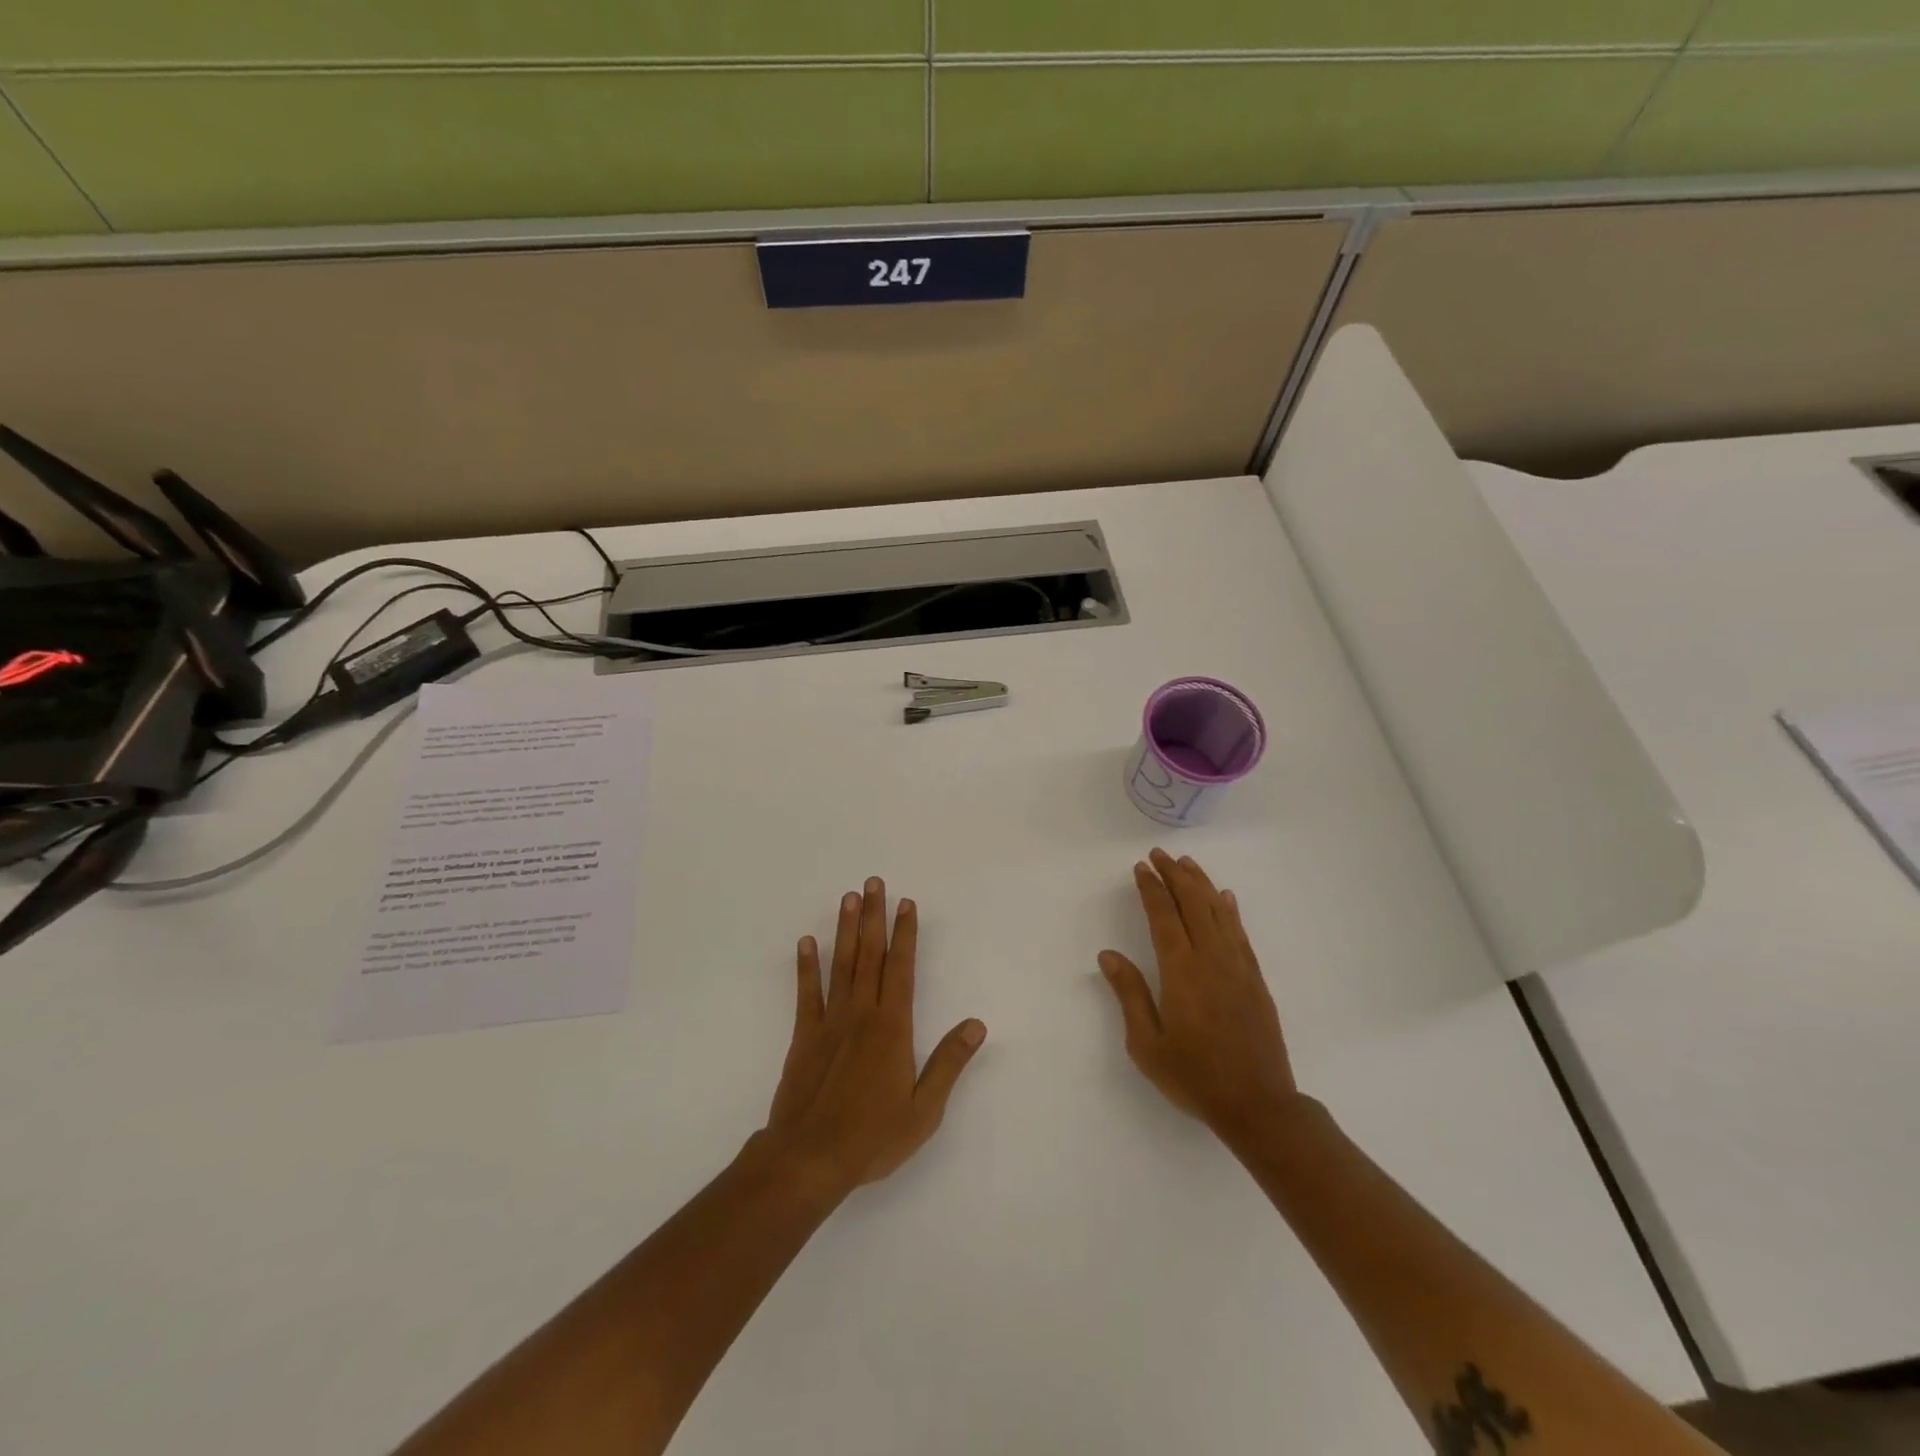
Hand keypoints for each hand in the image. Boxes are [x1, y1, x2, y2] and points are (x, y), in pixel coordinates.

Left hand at [758, 877, 986, 1197]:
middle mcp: (862, 1014)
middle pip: (870, 955)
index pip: (901, 968)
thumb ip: (948, 1063)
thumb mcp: (924, 1109)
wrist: (808, 1159)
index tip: (907, 903)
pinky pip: (807, 993)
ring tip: (848, 898)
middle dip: (874, 916)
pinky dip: (806, 965)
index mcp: (892, 1027)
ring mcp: (830, 1022)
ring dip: (846, 929)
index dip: (905, 934)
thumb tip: (976, 1024)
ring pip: (841, 964)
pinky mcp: (804, 1036)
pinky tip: (807, 942)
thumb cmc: (872, 1137)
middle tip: (873, 882)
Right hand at [1098, 849, 1298, 1136]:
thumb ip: (1129, 994)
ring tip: (1187, 863)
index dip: (1152, 889)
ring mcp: (1238, 967)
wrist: (1258, 1105)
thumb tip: (1109, 955)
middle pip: (1193, 904)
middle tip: (1160, 854)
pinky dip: (1230, 910)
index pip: (1164, 917)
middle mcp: (1211, 959)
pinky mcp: (1255, 979)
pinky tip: (1225, 897)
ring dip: (1201, 884)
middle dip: (1175, 875)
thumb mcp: (1147, 1043)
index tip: (1141, 867)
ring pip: (1219, 912)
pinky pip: (1240, 933)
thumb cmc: (1194, 1076)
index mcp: (1181, 971)